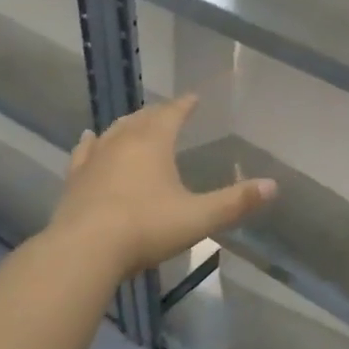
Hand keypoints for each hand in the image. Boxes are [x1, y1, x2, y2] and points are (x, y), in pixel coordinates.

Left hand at [49, 94, 275, 277]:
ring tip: (136, 122)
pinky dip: (91, 142)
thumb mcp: (199, 217)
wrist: (85, 250)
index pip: (172, 114)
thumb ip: (236, 202)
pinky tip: (89, 138)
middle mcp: (122, 142)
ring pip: (113, 131)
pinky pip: (84, 151)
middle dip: (158, 113)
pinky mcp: (74, 179)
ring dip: (128, 124)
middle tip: (169, 112)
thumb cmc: (146, 228)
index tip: (194, 97)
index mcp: (153, 143)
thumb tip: (273, 185)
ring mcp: (94, 159)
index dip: (185, 105)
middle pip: (142, 119)